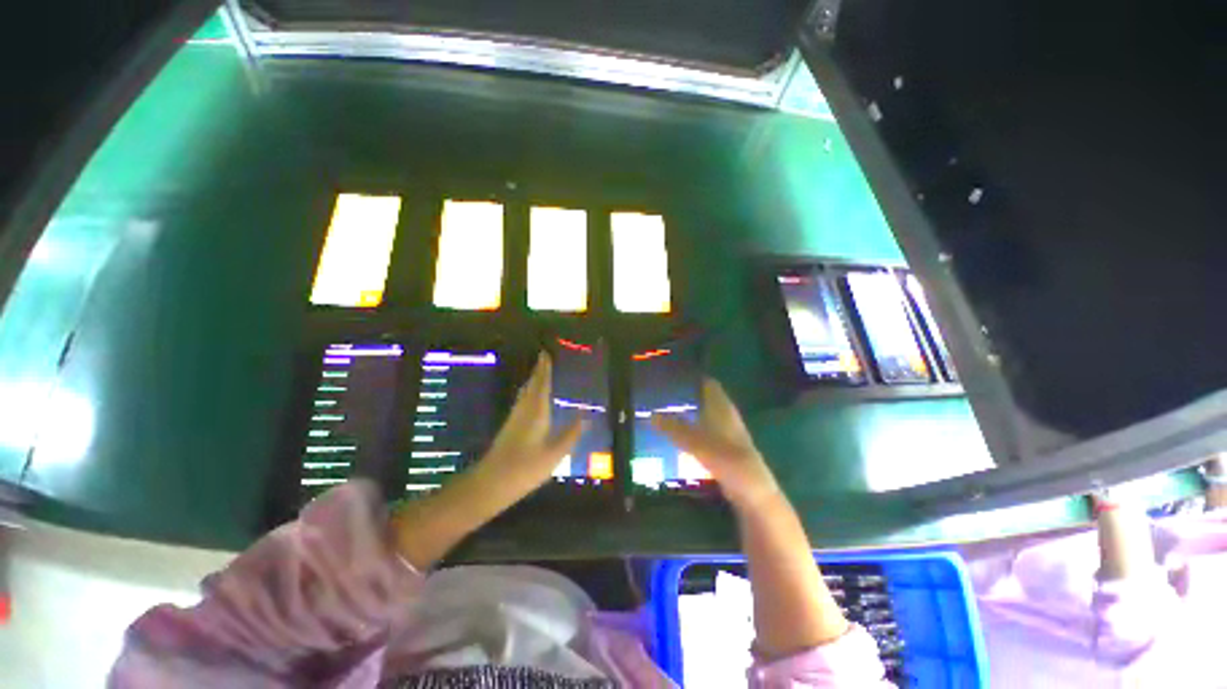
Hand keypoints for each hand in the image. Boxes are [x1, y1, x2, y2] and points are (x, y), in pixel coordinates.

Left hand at [475, 353, 583, 504]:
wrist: (491, 483)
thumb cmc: (525, 468)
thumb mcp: (555, 454)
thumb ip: (571, 435)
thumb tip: (585, 417)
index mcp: (536, 412)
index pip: (542, 385)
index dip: (545, 370)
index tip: (546, 354)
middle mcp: (524, 410)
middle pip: (531, 386)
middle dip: (538, 371)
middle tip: (544, 358)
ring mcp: (514, 418)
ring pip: (525, 393)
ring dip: (532, 380)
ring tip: (539, 372)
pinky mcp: (509, 427)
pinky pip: (522, 401)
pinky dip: (528, 392)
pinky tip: (530, 398)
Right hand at [653, 378, 780, 509]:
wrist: (754, 498)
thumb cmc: (732, 464)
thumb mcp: (700, 445)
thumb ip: (676, 430)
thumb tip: (651, 415)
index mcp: (723, 409)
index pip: (708, 384)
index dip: (691, 378)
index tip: (669, 376)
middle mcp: (724, 418)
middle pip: (702, 400)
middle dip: (683, 397)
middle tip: (658, 397)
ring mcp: (723, 436)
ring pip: (700, 418)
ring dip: (684, 415)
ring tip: (660, 414)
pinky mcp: (721, 452)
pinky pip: (700, 436)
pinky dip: (687, 434)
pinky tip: (673, 440)